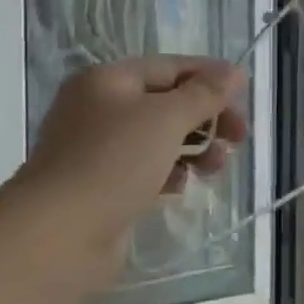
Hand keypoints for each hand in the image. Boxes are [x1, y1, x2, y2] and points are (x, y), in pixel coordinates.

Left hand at [20, 56, 247, 272]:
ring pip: (158, 138)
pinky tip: (182, 186)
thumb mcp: (166, 118)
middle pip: (166, 103)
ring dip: (194, 147)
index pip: (170, 67)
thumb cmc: (113, 162)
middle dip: (206, 117)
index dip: (210, 77)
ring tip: (217, 167)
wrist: (57, 236)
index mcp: (108, 80)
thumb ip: (204, 94)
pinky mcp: (100, 187)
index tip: (246, 94)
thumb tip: (235, 72)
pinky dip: (169, 172)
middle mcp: (98, 109)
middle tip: (239, 138)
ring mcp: (96, 150)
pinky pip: (145, 169)